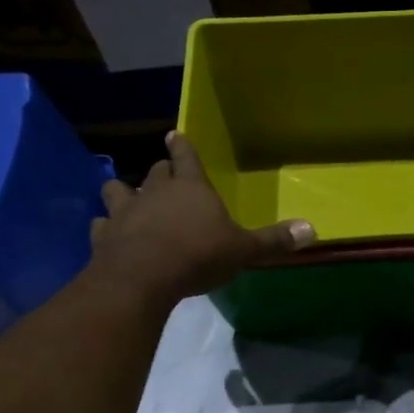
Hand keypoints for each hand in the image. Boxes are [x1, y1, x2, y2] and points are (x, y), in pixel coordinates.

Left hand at [89, 131, 314, 307]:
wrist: (143, 277)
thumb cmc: (197, 256)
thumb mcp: (243, 250)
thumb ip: (273, 241)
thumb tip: (313, 229)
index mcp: (190, 188)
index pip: (186, 157)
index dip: (183, 147)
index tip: (175, 135)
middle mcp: (154, 192)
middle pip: (155, 171)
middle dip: (160, 170)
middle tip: (164, 174)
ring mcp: (124, 212)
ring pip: (118, 189)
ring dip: (123, 192)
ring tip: (126, 199)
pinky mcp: (103, 236)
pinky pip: (101, 225)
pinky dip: (105, 228)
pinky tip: (108, 234)